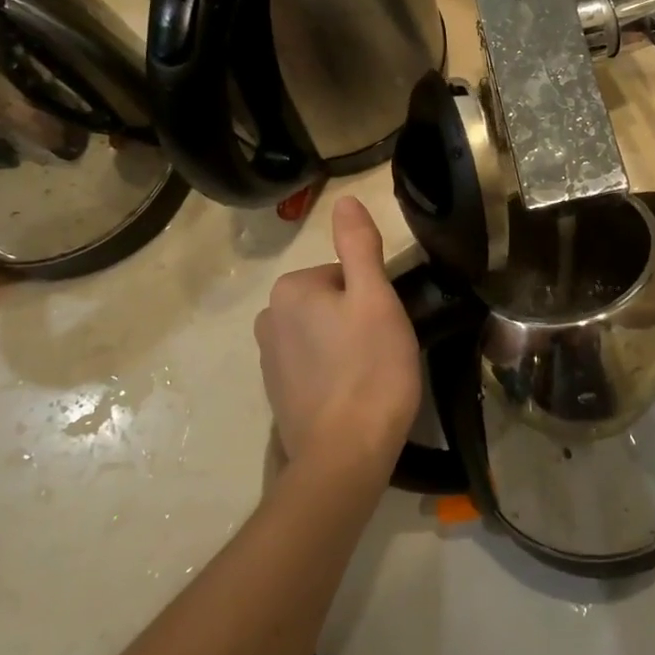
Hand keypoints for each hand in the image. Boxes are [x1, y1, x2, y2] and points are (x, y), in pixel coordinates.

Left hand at [254, 196, 422, 481]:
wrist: (345, 454)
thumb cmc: (370, 368)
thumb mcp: (376, 297)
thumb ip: (359, 245)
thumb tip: (345, 199)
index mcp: (290, 290)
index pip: (344, 274)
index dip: (373, 296)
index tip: (386, 325)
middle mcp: (268, 319)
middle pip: (331, 302)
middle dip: (358, 319)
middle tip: (383, 349)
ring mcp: (268, 360)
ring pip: (323, 333)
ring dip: (347, 346)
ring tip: (372, 375)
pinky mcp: (277, 394)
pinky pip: (312, 365)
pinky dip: (333, 373)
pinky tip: (353, 395)